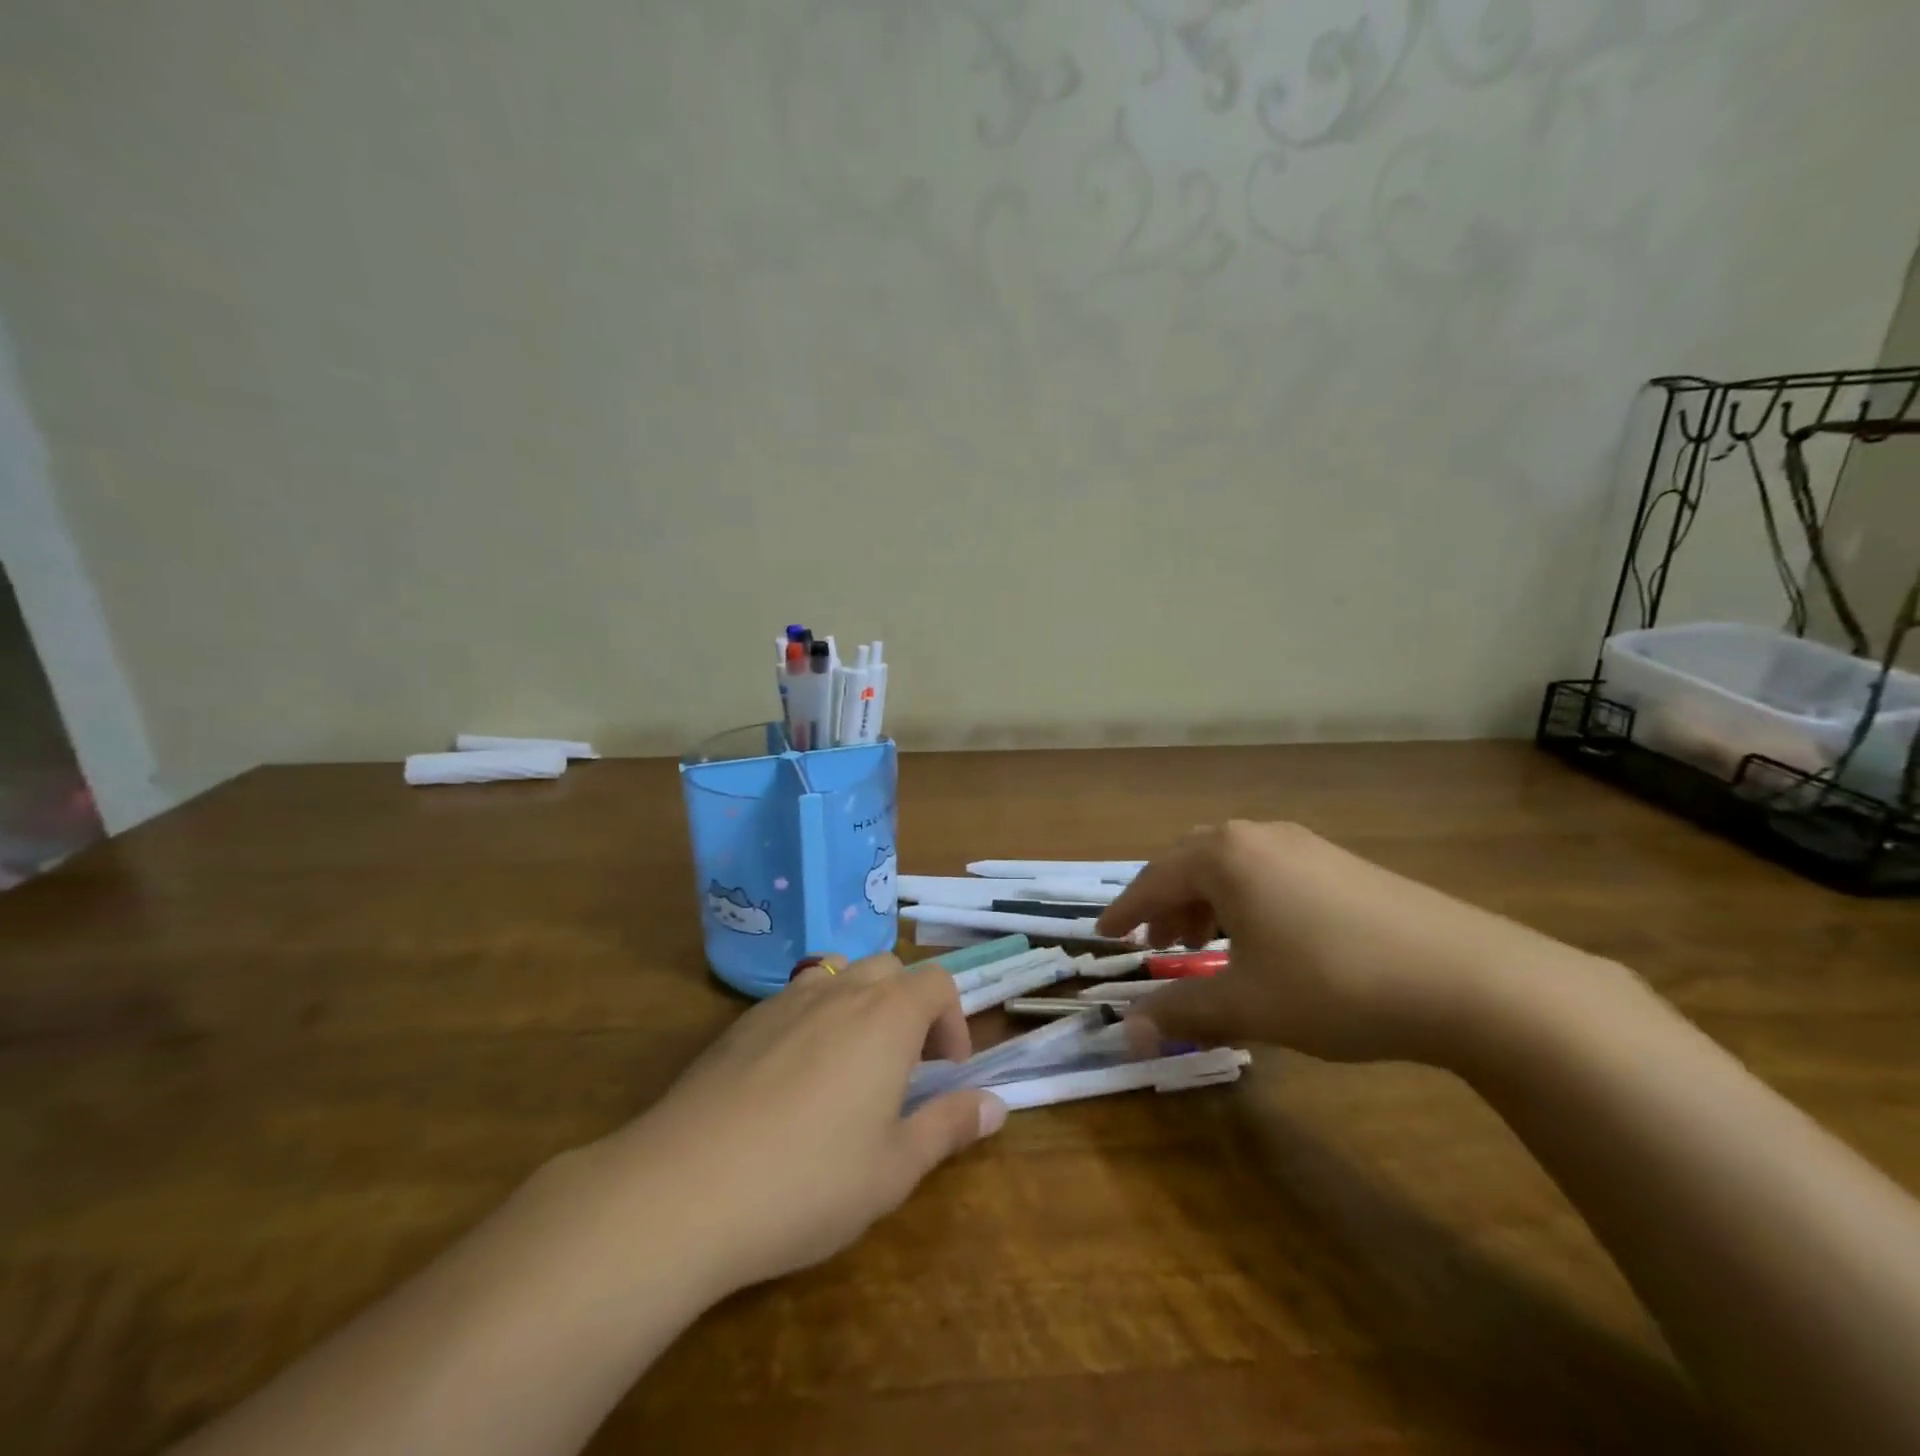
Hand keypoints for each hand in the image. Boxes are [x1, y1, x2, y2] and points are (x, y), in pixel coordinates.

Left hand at [604, 954, 1006, 1296]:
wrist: (683, 1188)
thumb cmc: (807, 1181)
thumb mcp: (893, 1169)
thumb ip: (949, 1128)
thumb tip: (996, 1106)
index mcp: (886, 1017)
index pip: (937, 983)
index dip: (953, 1022)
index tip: (946, 1074)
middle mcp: (839, 991)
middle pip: (889, 971)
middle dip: (909, 1008)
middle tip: (905, 1069)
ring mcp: (785, 1001)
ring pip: (840, 977)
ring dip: (861, 1008)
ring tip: (851, 1071)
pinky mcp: (742, 1023)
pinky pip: (795, 1000)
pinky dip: (814, 1021)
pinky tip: (792, 1084)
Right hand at [1096, 821, 1582, 1065]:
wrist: (1470, 978)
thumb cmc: (1335, 984)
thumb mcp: (1248, 1005)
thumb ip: (1181, 1013)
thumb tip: (1125, 1033)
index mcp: (1224, 857)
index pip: (1153, 880)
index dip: (1125, 912)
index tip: (1103, 936)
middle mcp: (1258, 837)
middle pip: (1190, 861)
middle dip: (1165, 902)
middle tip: (1157, 944)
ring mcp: (1305, 845)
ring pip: (1232, 864)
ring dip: (1206, 900)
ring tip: (1206, 944)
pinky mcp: (1342, 863)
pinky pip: (1270, 871)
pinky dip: (1246, 899)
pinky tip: (1265, 939)